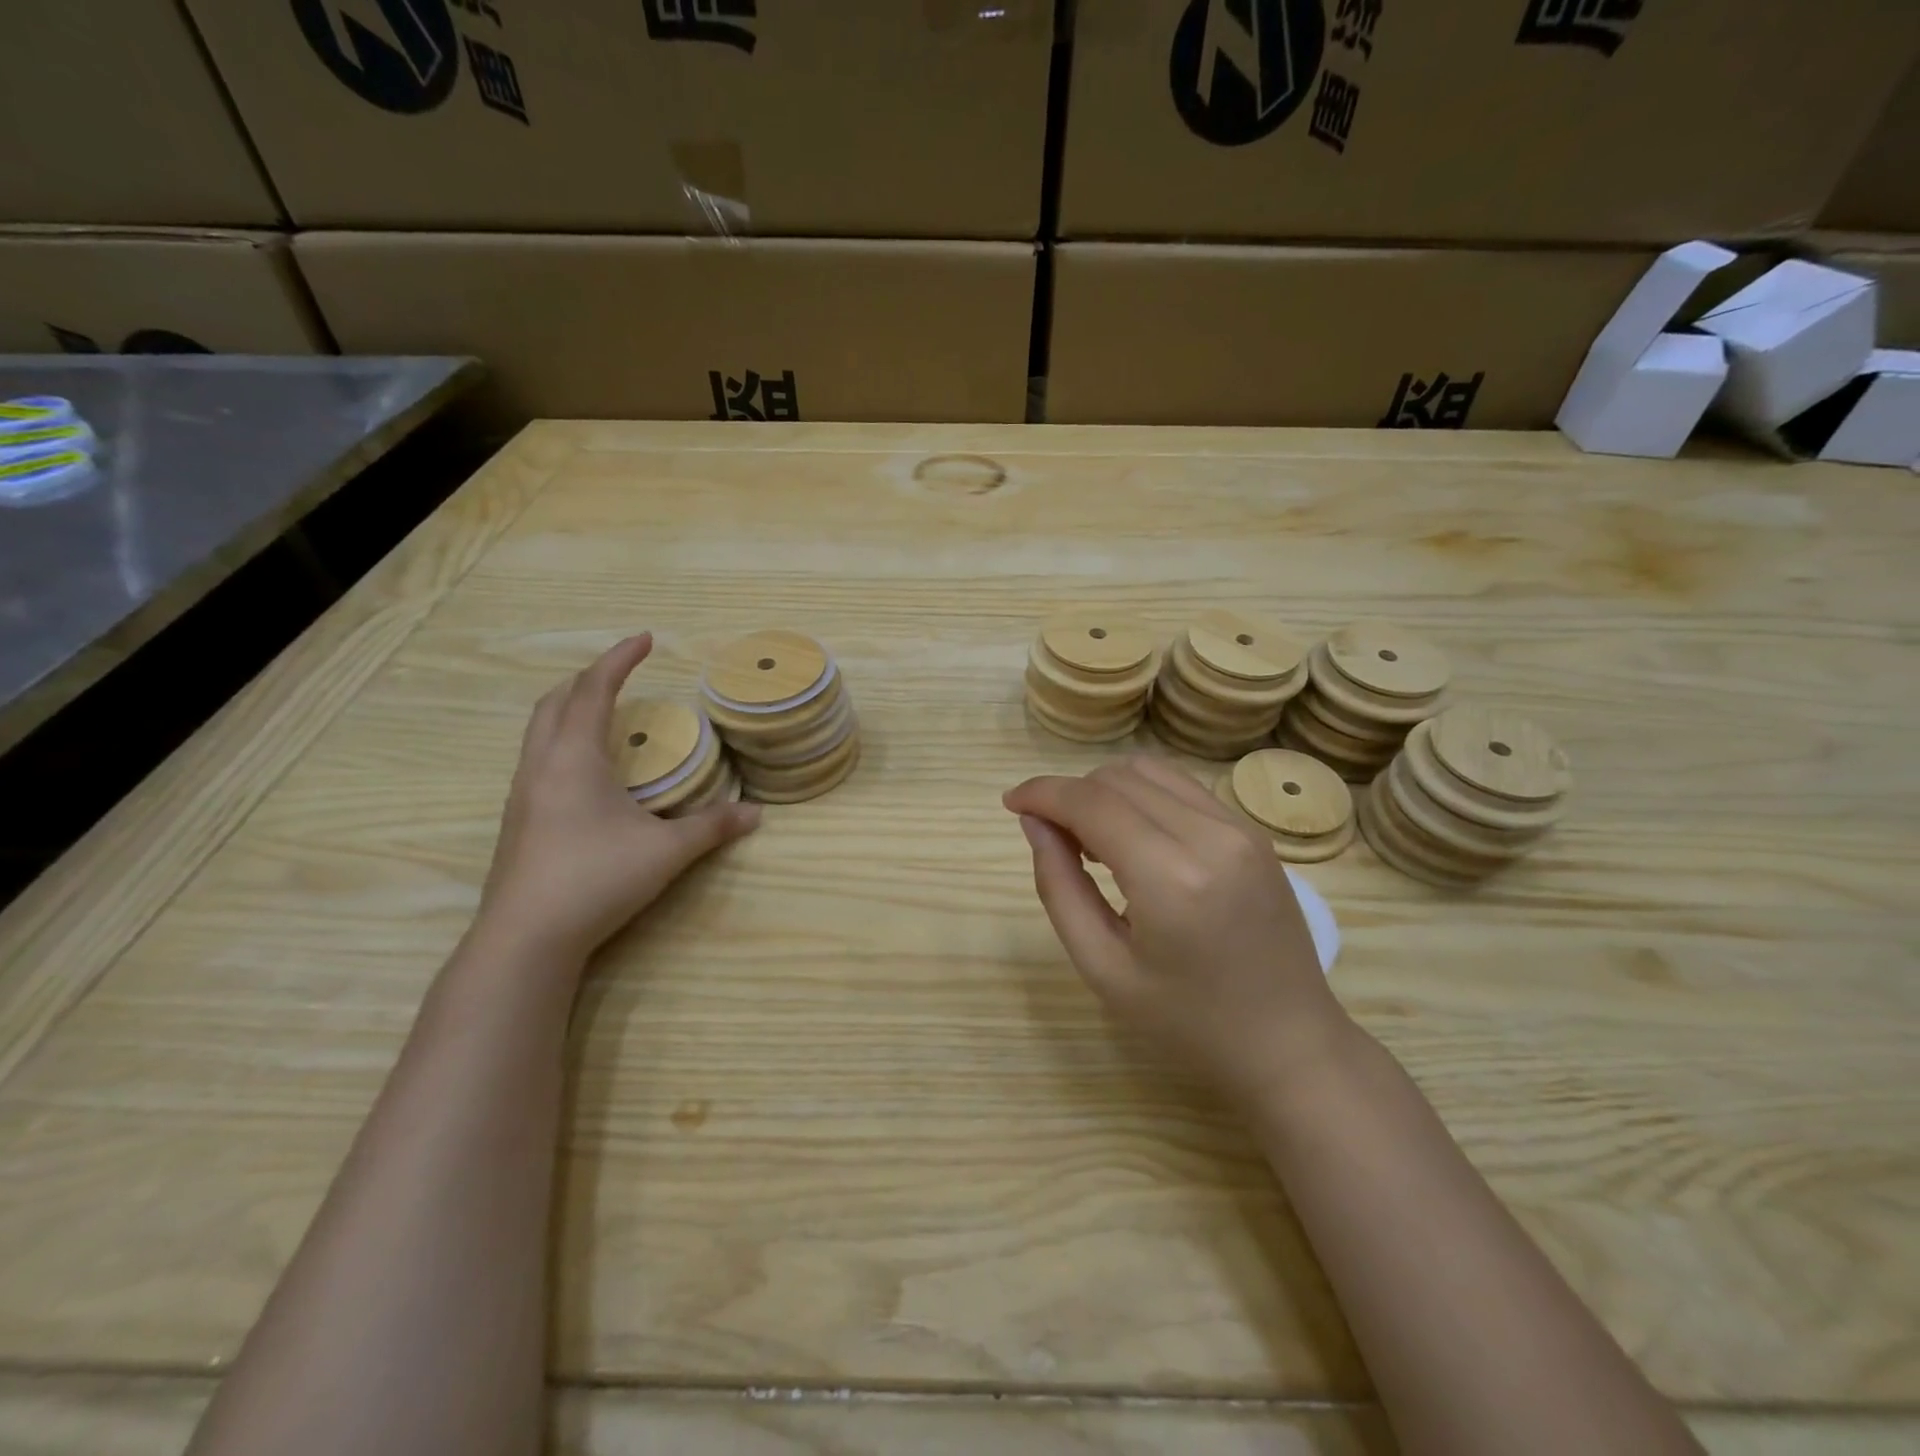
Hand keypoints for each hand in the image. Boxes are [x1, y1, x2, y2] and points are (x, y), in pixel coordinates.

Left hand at [478, 634, 759, 963]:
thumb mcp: (666, 851)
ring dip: (570, 709)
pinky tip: (587, 771)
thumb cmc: (597, 878)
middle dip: (588, 679)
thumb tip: (757, 814)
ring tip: (604, 714)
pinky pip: (538, 759)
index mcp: (574, 758)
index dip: (619, 659)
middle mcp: (541, 766)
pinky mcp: (519, 821)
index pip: (594, 690)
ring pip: (540, 732)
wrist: (527, 938)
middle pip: (555, 702)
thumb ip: (713, 827)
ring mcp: (523, 795)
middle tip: (621, 673)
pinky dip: (563, 742)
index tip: (645, 638)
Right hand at [1005, 754, 1353, 1111]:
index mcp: (1171, 878)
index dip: (1042, 794)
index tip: (1011, 804)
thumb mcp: (1103, 968)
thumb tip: (1034, 824)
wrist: (1288, 1044)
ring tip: (1092, 842)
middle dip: (1071, 795)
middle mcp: (1211, 836)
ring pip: (1149, 772)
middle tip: (1053, 841)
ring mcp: (1239, 828)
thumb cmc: (1187, 1023)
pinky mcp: (1253, 832)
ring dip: (1105, 792)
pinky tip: (1133, 841)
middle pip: (1117, 778)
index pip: (1091, 803)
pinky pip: (1181, 788)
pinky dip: (1142, 798)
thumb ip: (1059, 887)